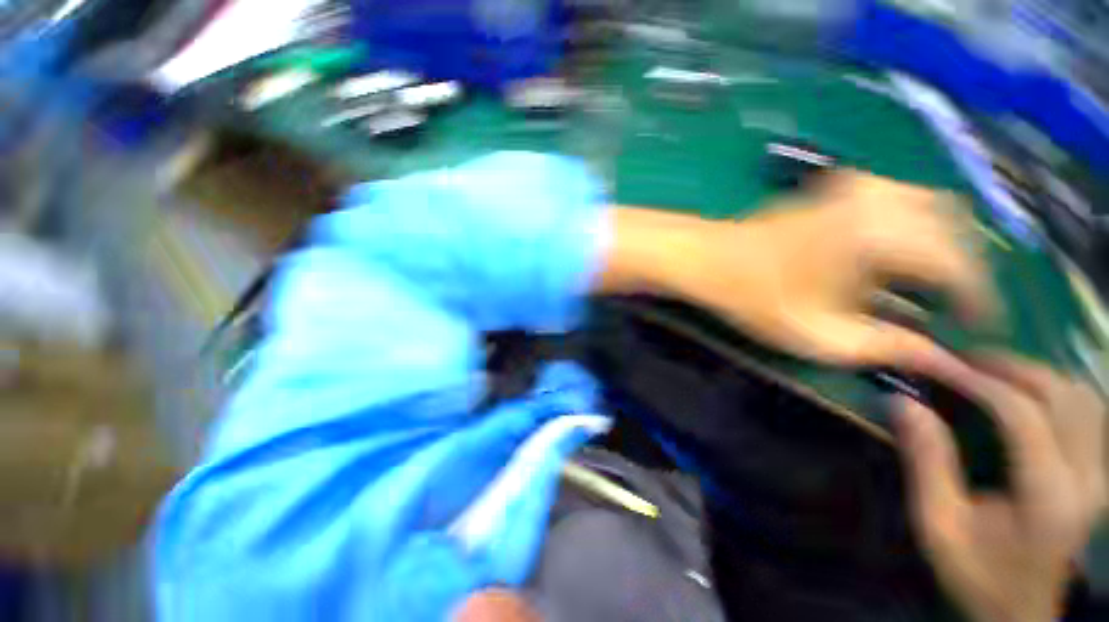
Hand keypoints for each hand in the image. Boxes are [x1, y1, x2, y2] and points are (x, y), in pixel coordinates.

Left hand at [602, 171, 993, 365]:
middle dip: (966, 269)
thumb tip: (941, 359)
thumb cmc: (751, 297)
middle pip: (956, 228)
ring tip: (931, 284)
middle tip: (957, 307)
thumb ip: (885, 347)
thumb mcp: (818, 336)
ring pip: (932, 206)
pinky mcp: (837, 186)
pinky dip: (916, 225)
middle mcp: (880, 198)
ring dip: (943, 244)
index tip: (980, 327)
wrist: (705, 260)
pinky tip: (897, 255)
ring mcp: (856, 185)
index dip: (978, 299)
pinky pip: (901, 198)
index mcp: (882, 234)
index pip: (961, 264)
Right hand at [896, 350, 1105, 621]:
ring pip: (1083, 398)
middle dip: (1011, 369)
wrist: (1018, 612)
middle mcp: (1086, 478)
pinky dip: (1059, 392)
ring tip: (992, 373)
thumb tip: (903, 403)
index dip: (978, 381)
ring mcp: (1099, 476)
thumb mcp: (938, 525)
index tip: (936, 363)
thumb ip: (925, 462)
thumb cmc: (975, 572)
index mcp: (1047, 496)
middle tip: (963, 361)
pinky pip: (1090, 414)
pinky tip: (1029, 395)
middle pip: (1062, 395)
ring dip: (1037, 376)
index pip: (1022, 414)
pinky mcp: (1099, 475)